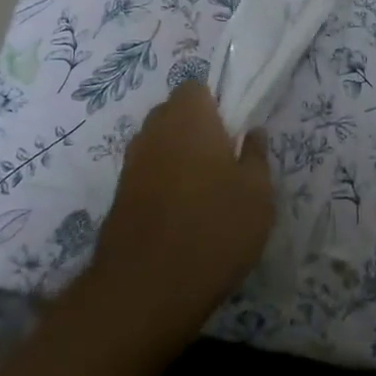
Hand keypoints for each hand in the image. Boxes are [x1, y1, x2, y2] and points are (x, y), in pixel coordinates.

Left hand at [88, 81, 273, 338]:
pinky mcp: (117, 195)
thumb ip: (256, 155)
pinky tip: (180, 217)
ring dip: (177, 158)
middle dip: (195, 130)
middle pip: (174, 114)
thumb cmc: (214, 228)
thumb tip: (252, 132)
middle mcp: (154, 129)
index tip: (232, 134)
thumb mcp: (258, 193)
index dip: (215, 105)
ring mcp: (131, 163)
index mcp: (189, 117)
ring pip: (159, 144)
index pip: (196, 88)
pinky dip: (161, 184)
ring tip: (202, 194)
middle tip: (222, 163)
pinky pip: (146, 174)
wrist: (146, 288)